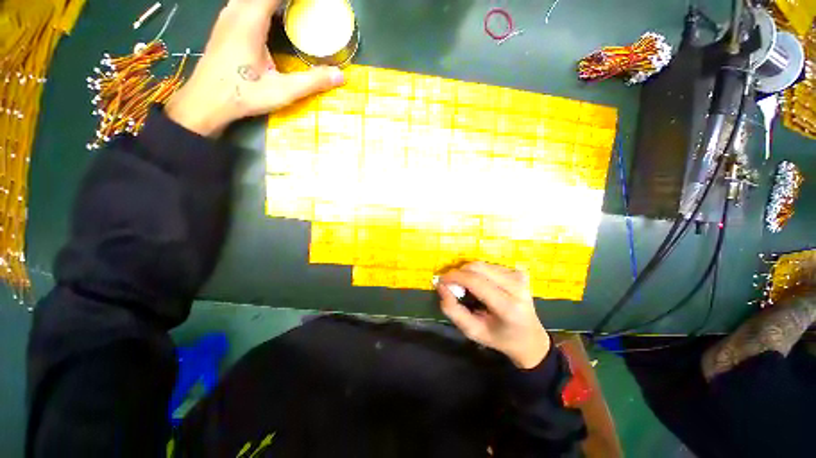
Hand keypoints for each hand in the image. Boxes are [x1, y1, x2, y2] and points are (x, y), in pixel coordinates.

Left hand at [165, 0, 344, 136]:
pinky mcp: (224, 26)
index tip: (314, 5)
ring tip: (292, 13)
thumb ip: (312, 82)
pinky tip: (272, 17)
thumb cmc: (242, 95)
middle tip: (305, 11)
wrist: (205, 102)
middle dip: (286, 2)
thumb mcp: (282, 91)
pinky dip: (262, 7)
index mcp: (251, 19)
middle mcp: (237, 11)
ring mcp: (228, 17)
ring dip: (273, 4)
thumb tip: (340, 76)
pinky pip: (245, 4)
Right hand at [438, 262, 550, 368]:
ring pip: (482, 264)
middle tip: (452, 286)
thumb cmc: (500, 338)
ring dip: (468, 273)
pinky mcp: (518, 272)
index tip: (441, 281)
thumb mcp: (473, 331)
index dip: (455, 277)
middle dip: (459, 273)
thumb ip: (453, 310)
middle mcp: (516, 286)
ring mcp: (519, 277)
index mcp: (508, 306)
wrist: (530, 338)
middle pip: (478, 267)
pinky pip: (489, 266)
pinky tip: (480, 286)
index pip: (476, 281)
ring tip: (466, 288)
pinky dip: (478, 273)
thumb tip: (441, 287)